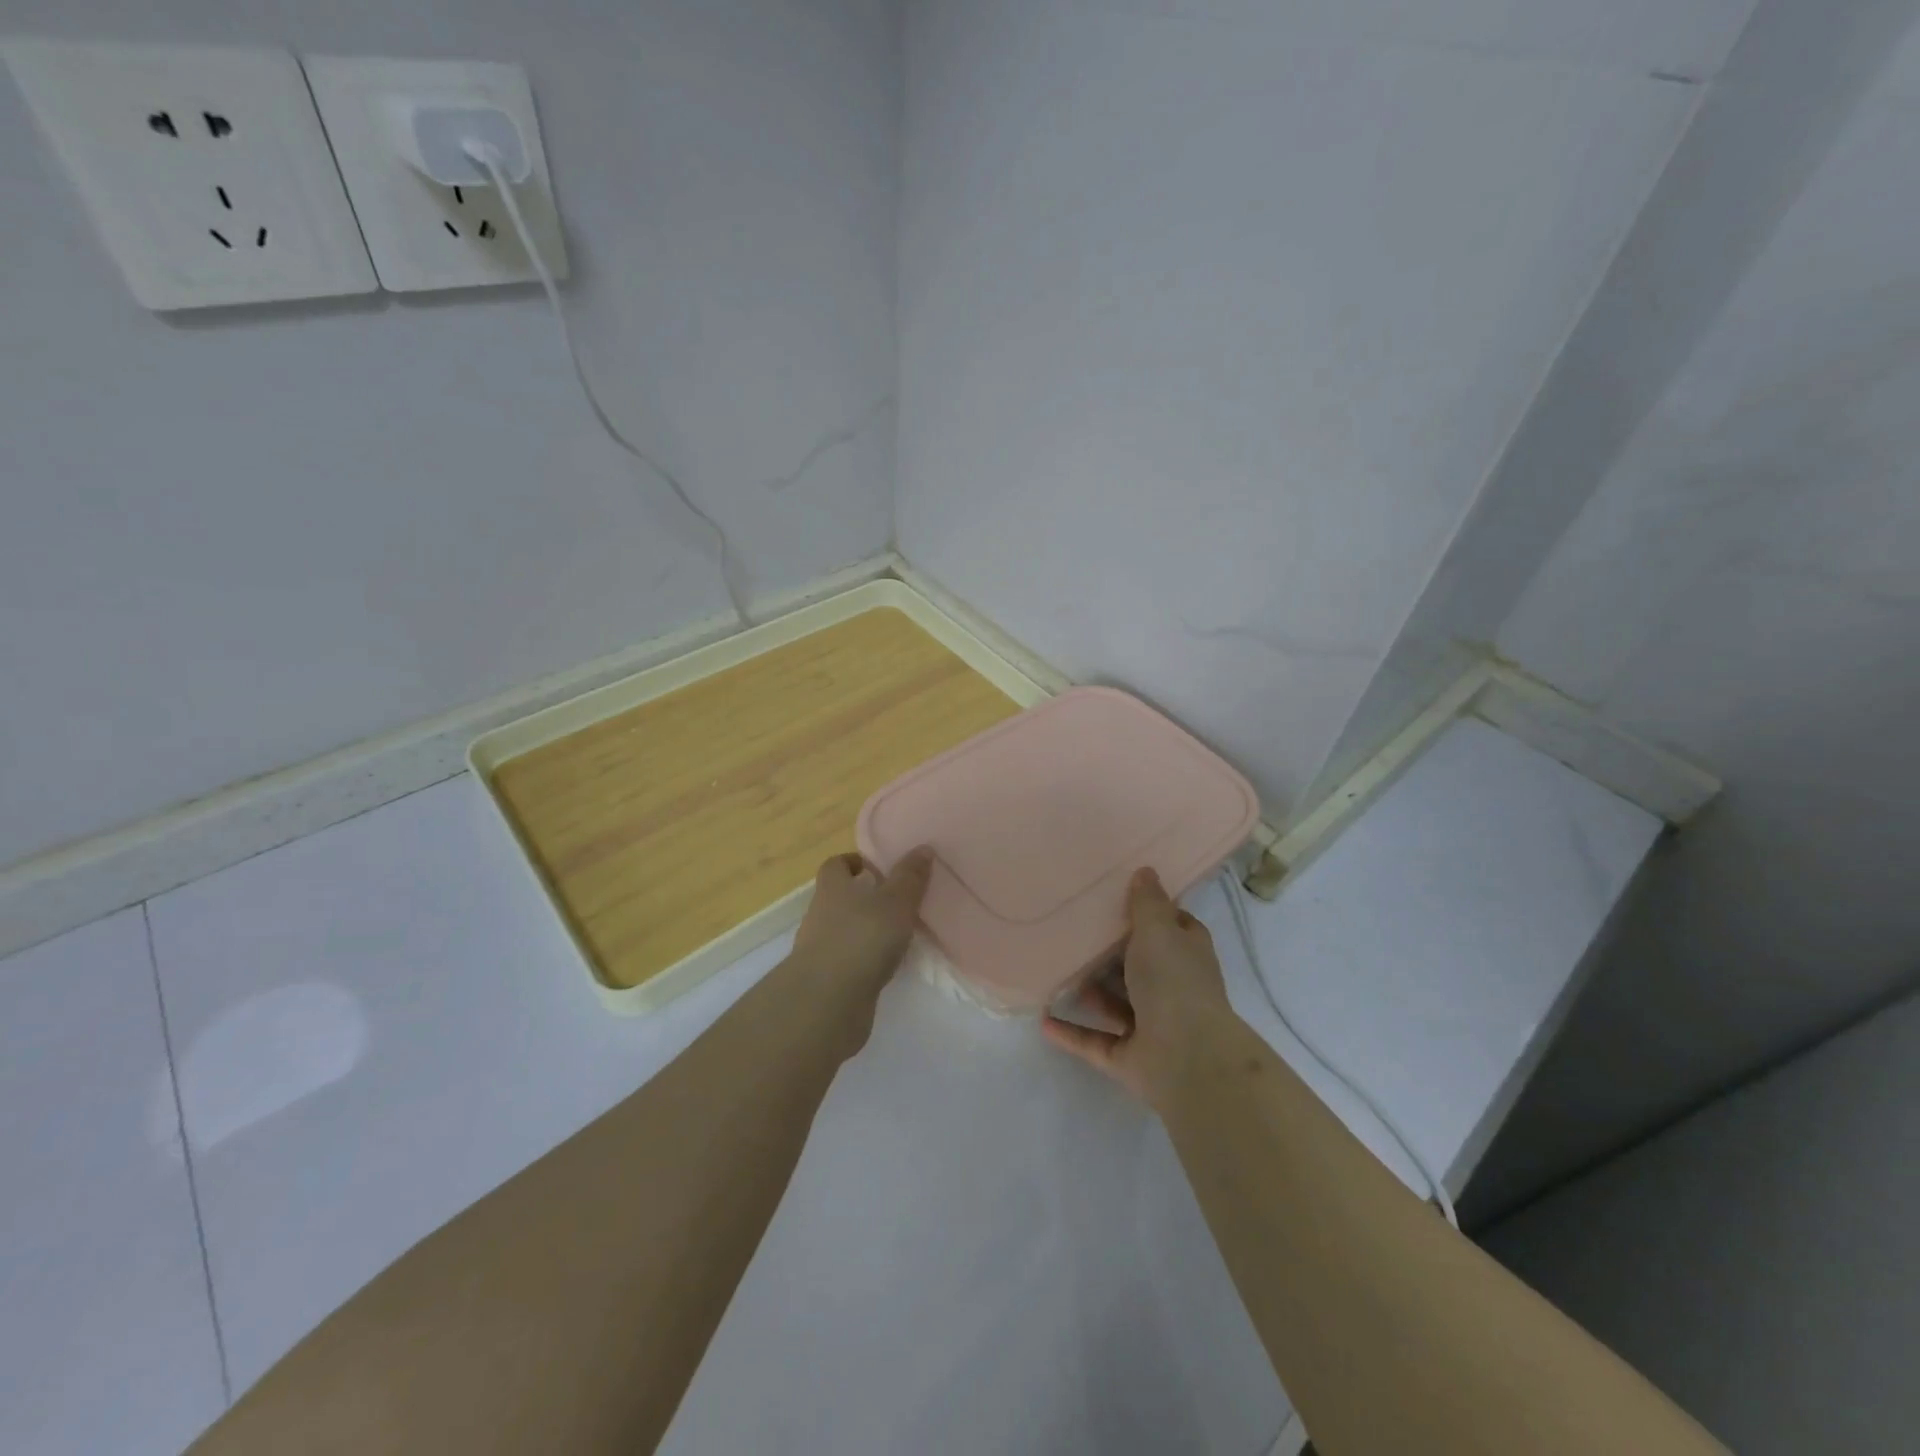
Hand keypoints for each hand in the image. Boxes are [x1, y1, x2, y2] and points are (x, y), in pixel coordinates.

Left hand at [791, 848, 933, 1011]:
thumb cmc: (862, 938)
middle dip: (865, 898)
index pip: (836, 865)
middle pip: (839, 897)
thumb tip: (923, 847)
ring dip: (866, 931)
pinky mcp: (826, 980)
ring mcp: (820, 949)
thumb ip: (910, 877)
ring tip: (898, 935)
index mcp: (833, 888)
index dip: (855, 862)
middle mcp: (821, 914)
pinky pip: (848, 961)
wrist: (827, 1002)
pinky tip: (887, 967)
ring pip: (844, 931)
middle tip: (898, 901)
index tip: (879, 869)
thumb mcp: (896, 902)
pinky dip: (865, 961)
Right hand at [1042, 867, 1232, 1106]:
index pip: (1174, 928)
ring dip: (1089, 992)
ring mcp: (1152, 1027)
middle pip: (1139, 966)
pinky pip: (1094, 1040)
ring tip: (1054, 971)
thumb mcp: (1158, 930)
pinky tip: (1042, 1019)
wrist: (1187, 1058)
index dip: (1152, 914)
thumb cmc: (1173, 982)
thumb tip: (1146, 871)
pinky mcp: (1130, 1057)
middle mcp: (1173, 989)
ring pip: (1116, 1003)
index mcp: (1186, 955)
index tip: (1119, 898)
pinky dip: (1070, 1032)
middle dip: (1111, 954)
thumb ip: (1147, 902)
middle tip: (1072, 931)